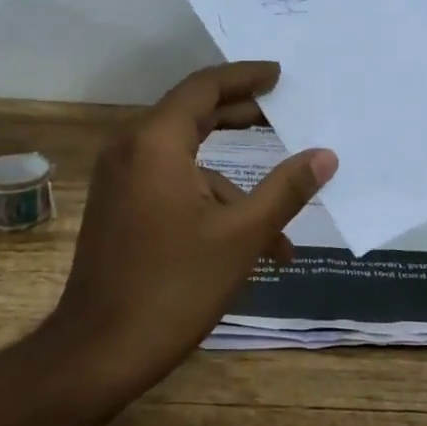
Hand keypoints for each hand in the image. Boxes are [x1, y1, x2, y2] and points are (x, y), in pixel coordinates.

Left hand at [54, 61, 336, 377]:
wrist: (100, 351)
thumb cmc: (175, 287)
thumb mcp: (242, 236)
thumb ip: (286, 190)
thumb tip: (326, 155)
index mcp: (156, 142)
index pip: (205, 86)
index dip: (245, 77)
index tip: (279, 75)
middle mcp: (132, 150)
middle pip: (194, 114)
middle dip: (242, 117)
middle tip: (284, 115)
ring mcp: (121, 181)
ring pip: (188, 163)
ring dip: (234, 188)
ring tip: (280, 234)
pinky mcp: (119, 209)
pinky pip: (171, 188)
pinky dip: (208, 206)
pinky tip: (246, 251)